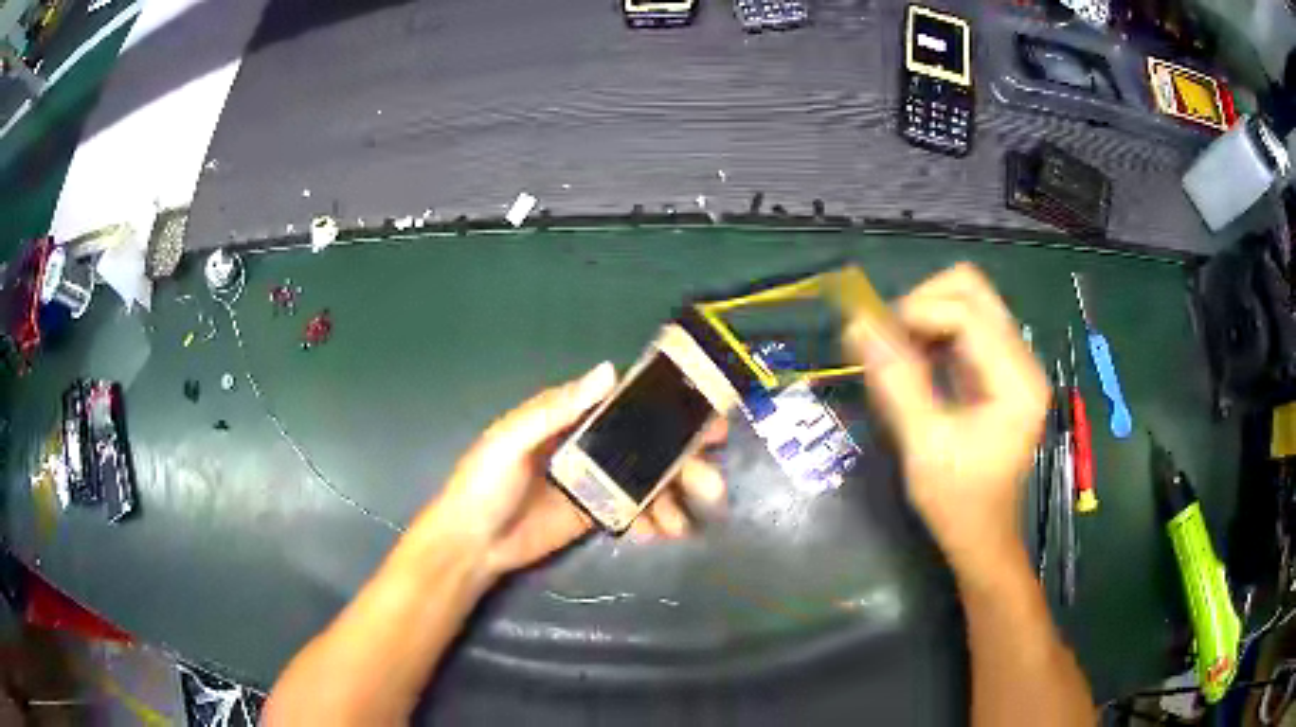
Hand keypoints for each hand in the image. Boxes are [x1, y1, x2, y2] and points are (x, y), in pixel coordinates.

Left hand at [436, 362, 728, 578]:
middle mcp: (589, 445)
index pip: (627, 405)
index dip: (667, 408)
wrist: (471, 545)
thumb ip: (555, 410)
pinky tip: (664, 533)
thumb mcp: (511, 442)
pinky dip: (654, 520)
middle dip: (683, 460)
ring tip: (687, 521)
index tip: (706, 416)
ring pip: (647, 480)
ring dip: (674, 497)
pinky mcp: (595, 514)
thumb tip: (609, 370)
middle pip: (647, 445)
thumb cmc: (483, 485)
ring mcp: (595, 481)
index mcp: (570, 419)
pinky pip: (635, 511)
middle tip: (711, 480)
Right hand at [844, 264, 1048, 574]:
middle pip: (972, 290)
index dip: (916, 313)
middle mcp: (1021, 359)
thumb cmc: (958, 501)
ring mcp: (1012, 362)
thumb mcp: (924, 445)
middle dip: (923, 303)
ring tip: (896, 353)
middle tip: (890, 338)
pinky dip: (932, 333)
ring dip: (925, 316)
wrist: (982, 537)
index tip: (874, 340)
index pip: (967, 311)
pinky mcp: (998, 370)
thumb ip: (895, 381)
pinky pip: (964, 327)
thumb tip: (857, 324)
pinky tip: (913, 363)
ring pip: (967, 302)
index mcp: (1016, 379)